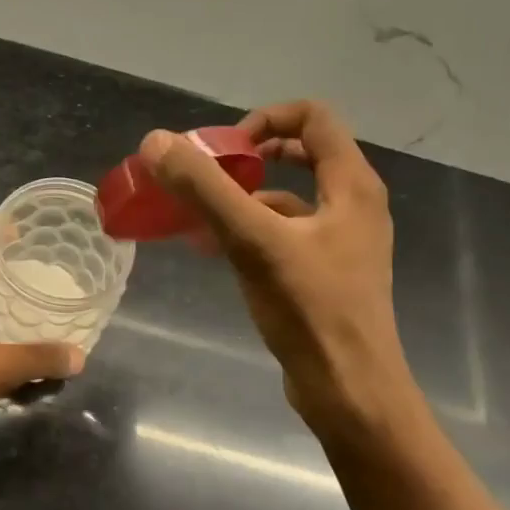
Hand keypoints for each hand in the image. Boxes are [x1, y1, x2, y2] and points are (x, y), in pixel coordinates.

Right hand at [141, 101, 417, 440]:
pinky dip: (250, 229)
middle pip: (302, 152)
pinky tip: (213, 249)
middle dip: (249, 156)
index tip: (225, 150)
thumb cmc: (311, 310)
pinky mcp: (326, 271)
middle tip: (209, 173)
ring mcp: (342, 240)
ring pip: (290, 196)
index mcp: (351, 185)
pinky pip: (285, 232)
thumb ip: (206, 189)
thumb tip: (157, 142)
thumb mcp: (253, 242)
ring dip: (244, 195)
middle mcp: (353, 204)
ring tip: (198, 214)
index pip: (314, 118)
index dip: (265, 119)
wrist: (350, 391)